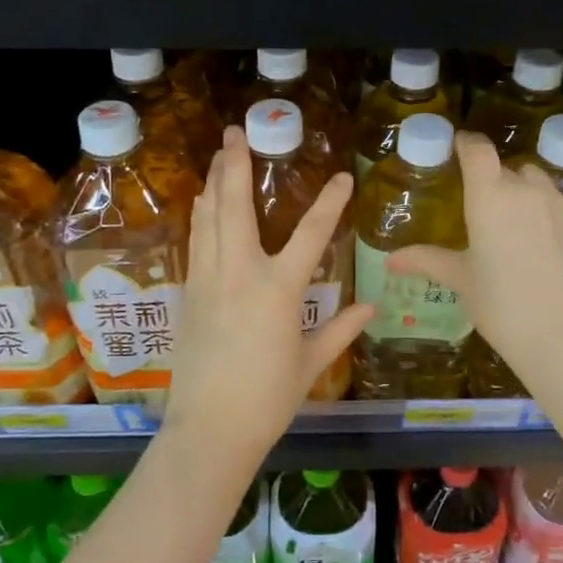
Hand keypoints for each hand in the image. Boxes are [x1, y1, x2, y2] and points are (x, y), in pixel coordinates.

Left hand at [167, 127, 373, 460]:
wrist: (209, 430)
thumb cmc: (267, 399)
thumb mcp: (309, 363)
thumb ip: (340, 329)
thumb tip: (372, 306)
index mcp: (278, 290)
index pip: (312, 234)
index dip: (330, 202)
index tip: (342, 176)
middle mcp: (240, 274)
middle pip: (235, 206)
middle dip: (234, 165)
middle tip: (235, 132)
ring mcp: (210, 281)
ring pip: (208, 219)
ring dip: (214, 183)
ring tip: (218, 156)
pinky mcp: (190, 293)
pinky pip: (197, 243)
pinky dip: (202, 216)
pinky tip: (203, 204)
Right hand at [387, 131, 562, 366]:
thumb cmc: (501, 305)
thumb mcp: (461, 280)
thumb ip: (427, 261)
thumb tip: (391, 259)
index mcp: (490, 196)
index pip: (477, 150)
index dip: (466, 144)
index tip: (458, 148)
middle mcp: (527, 190)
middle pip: (508, 169)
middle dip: (494, 181)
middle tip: (483, 211)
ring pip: (539, 186)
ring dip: (524, 196)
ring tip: (516, 229)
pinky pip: (562, 210)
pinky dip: (550, 219)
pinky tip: (546, 252)